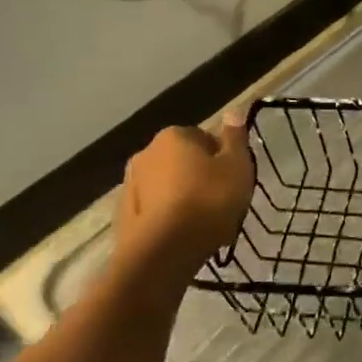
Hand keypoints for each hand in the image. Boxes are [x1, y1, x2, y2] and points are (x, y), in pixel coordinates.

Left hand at [112, 118, 254, 291]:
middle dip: (199, 176)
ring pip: (167, 185)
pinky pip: (154, 209)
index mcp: (174, 136)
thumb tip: (233, 111)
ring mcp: (130, 184)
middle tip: (221, 200)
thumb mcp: (237, 166)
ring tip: (203, 222)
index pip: (204, 138)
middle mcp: (146, 153)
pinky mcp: (124, 214)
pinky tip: (183, 234)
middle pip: (183, 160)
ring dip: (182, 196)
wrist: (164, 251)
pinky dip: (167, 216)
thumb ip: (235, 138)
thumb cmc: (209, 201)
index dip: (222, 158)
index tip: (234, 179)